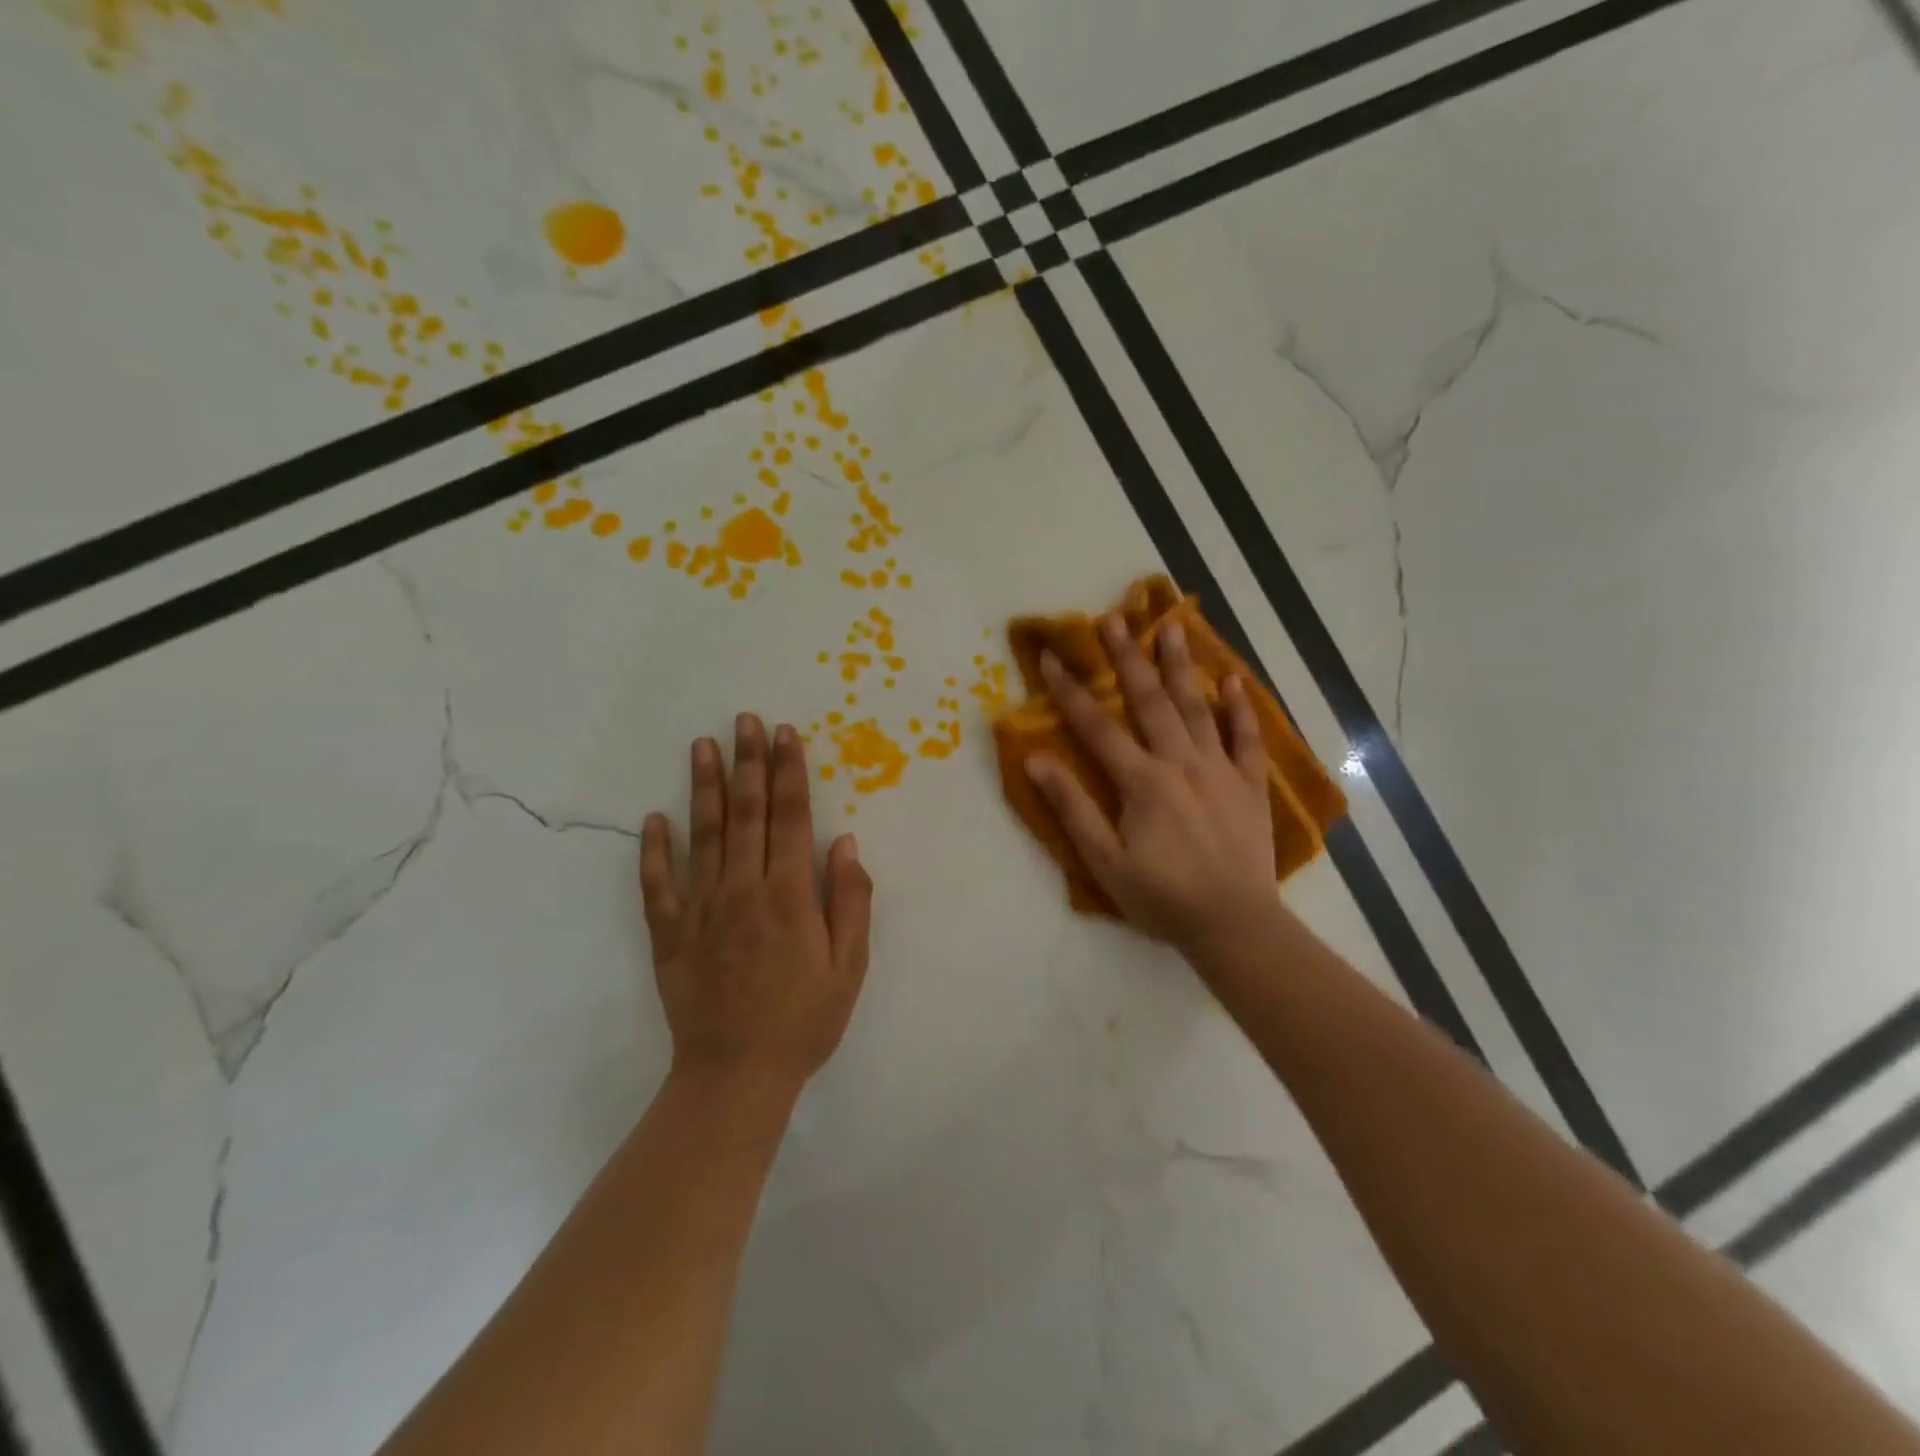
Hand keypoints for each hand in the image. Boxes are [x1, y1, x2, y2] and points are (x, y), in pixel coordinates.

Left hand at [640, 714, 873, 1109]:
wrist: (736, 1075)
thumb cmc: (804, 1021)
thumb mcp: (849, 966)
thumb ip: (850, 900)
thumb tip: (844, 841)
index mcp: (789, 896)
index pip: (790, 818)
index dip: (789, 772)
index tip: (785, 734)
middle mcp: (743, 890)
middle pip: (746, 813)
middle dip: (748, 762)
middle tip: (745, 719)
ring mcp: (700, 909)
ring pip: (703, 835)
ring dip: (703, 787)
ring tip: (703, 745)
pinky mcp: (669, 933)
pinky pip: (658, 884)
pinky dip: (655, 849)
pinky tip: (654, 818)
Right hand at [1027, 615, 1278, 960]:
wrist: (1234, 924)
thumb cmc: (1162, 897)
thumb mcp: (1105, 861)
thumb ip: (1073, 808)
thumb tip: (1037, 760)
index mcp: (1142, 782)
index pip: (1097, 727)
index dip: (1069, 691)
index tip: (1050, 656)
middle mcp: (1181, 763)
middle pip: (1150, 701)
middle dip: (1127, 658)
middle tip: (1113, 619)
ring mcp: (1220, 770)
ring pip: (1197, 708)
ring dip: (1181, 665)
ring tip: (1171, 626)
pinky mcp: (1250, 785)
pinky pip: (1246, 738)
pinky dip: (1239, 709)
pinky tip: (1232, 681)